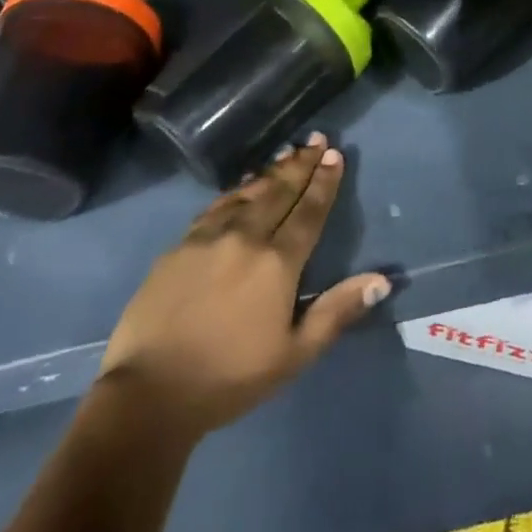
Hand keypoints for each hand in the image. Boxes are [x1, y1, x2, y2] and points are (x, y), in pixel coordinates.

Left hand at [99, 136, 389, 438]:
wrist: (149, 392)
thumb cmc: (230, 377)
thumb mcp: (295, 354)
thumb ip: (337, 311)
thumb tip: (382, 280)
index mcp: (278, 262)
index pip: (309, 211)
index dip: (324, 182)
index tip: (334, 155)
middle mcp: (246, 237)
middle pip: (279, 192)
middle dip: (301, 164)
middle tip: (316, 139)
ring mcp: (208, 237)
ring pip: (247, 193)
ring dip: (270, 173)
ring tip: (286, 155)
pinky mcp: (179, 246)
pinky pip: (215, 207)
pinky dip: (235, 191)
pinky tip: (241, 188)